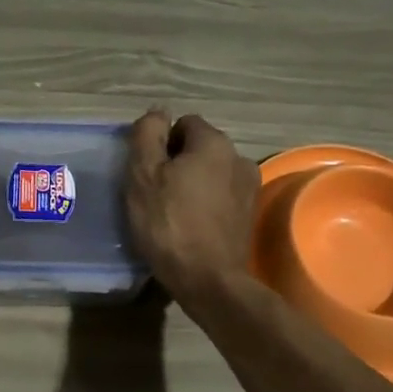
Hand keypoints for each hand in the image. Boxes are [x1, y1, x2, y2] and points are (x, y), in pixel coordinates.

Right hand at [125, 110, 258, 309]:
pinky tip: (189, 225)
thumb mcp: (143, 174)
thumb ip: (147, 134)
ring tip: (171, 211)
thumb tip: (158, 111)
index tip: (147, 170)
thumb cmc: (169, 223)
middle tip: (154, 192)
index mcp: (215, 143)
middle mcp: (239, 158)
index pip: (183, 123)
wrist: (209, 280)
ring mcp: (249, 188)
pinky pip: (220, 196)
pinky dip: (205, 203)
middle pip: (199, 148)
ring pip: (211, 173)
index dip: (161, 142)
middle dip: (177, 162)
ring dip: (192, 183)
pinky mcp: (249, 215)